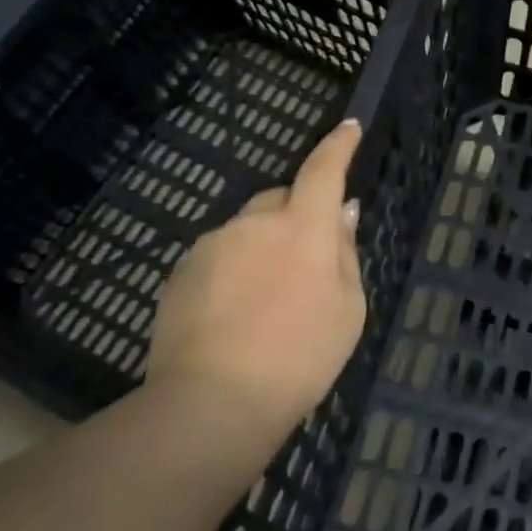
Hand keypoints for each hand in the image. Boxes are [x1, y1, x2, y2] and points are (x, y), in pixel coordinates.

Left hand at [143, 120, 365, 463]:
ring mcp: (212, 245)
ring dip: (262, 249)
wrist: (213, 402)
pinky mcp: (181, 271)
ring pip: (247, 231)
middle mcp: (254, 223)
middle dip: (296, 217)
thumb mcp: (347, 309)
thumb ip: (344, 252)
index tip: (349, 128)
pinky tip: (233, 317)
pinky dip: (232, 272)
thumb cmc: (300, 357)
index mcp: (303, 228)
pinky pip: (218, 257)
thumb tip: (342, 212)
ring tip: (266, 305)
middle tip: (306, 265)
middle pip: (281, 200)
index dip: (339, 146)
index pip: (323, 171)